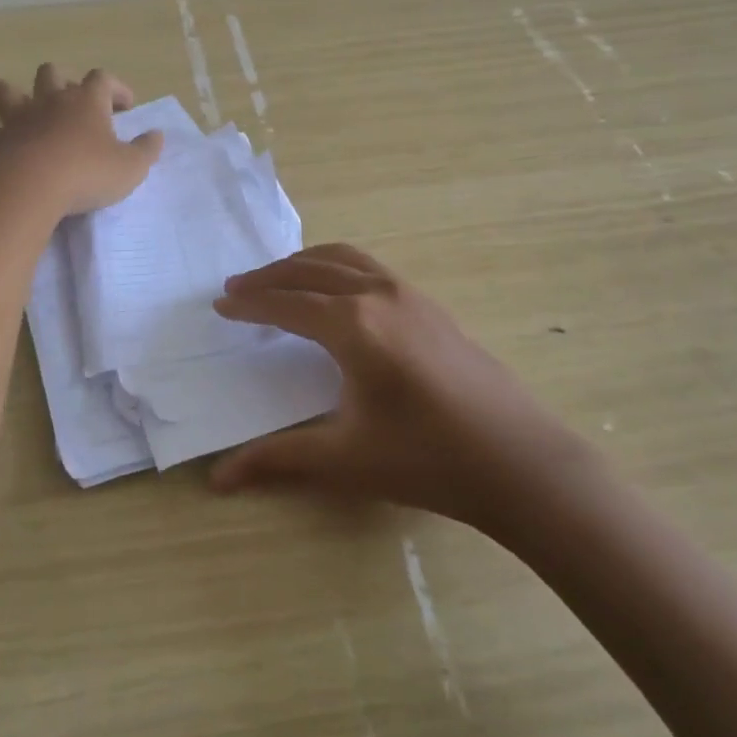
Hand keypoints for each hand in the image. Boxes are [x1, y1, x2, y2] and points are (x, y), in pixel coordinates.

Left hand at [0, 64, 162, 218]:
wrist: (29, 190)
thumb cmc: (86, 174)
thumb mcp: (131, 168)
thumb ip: (146, 150)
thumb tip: (157, 135)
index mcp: (86, 101)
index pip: (103, 78)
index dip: (116, 88)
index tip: (126, 107)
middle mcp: (49, 101)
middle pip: (51, 72)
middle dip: (62, 81)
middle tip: (74, 104)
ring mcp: (17, 119)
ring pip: (7, 90)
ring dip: (14, 95)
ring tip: (25, 109)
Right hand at [209, 244, 588, 529]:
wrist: (519, 461)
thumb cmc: (427, 460)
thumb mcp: (345, 460)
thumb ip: (278, 459)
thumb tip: (217, 478)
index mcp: (352, 324)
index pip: (286, 303)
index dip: (250, 304)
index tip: (220, 305)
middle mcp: (377, 294)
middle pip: (310, 270)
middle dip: (269, 277)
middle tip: (238, 288)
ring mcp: (409, 293)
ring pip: (343, 258)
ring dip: (304, 264)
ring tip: (278, 280)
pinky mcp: (431, 304)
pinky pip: (370, 267)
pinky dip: (337, 266)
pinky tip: (337, 292)